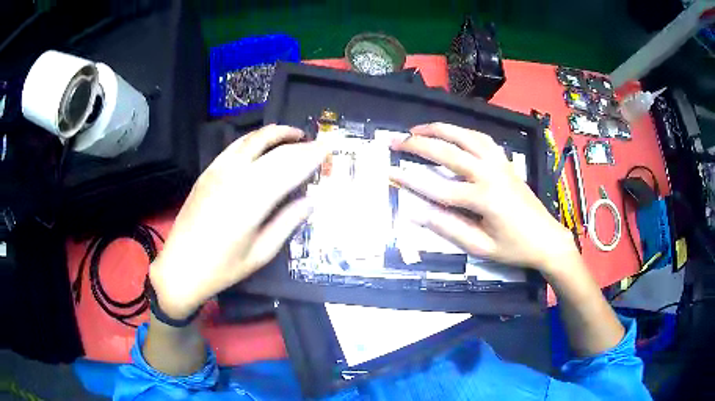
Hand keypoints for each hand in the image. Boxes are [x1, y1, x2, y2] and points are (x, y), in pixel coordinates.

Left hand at [149, 125, 327, 319]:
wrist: (181, 267)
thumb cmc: (223, 268)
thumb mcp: (261, 253)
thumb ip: (287, 223)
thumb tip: (310, 201)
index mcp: (252, 200)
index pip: (289, 167)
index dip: (311, 155)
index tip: (327, 148)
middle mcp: (235, 177)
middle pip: (274, 150)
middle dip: (299, 143)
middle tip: (316, 143)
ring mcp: (218, 170)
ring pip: (252, 140)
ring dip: (277, 133)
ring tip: (294, 135)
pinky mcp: (208, 171)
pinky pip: (235, 145)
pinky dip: (254, 139)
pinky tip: (263, 143)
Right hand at [389, 123, 575, 271]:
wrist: (546, 238)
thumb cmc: (514, 247)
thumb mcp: (480, 247)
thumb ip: (449, 228)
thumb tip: (417, 213)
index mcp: (484, 199)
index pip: (439, 187)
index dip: (411, 180)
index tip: (390, 171)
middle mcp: (490, 174)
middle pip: (449, 152)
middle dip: (419, 144)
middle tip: (396, 140)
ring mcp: (500, 164)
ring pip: (466, 137)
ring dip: (441, 129)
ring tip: (419, 128)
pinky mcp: (506, 162)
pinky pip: (483, 139)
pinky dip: (464, 132)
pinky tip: (453, 133)